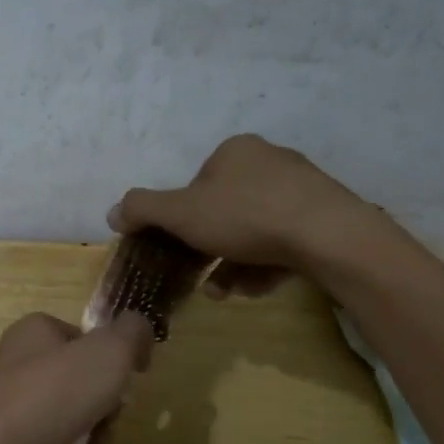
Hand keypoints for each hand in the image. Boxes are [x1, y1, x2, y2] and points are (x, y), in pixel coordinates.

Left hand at [0, 311, 154, 443]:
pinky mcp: (9, 437)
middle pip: (81, 373)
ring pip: (71, 406)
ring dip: (95, 424)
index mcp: (35, 328)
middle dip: (106, 395)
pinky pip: (53, 435)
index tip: (130, 377)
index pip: (86, 335)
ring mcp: (11, 399)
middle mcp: (19, 358)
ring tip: (99, 440)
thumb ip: (133, 332)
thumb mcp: (109, 351)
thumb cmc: (54, 393)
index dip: (114, 355)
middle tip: (114, 412)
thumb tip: (141, 331)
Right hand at [108, 134, 395, 296]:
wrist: (329, 237)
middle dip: (209, 250)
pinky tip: (258, 287)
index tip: (181, 248)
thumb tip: (114, 213)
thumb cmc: (246, 216)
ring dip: (234, 264)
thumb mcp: (181, 213)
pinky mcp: (326, 217)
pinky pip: (284, 241)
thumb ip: (142, 210)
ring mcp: (302, 188)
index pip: (196, 185)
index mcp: (235, 150)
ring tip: (226, 293)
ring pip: (254, 230)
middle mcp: (269, 161)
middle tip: (201, 279)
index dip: (183, 219)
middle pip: (225, 210)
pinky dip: (265, 264)